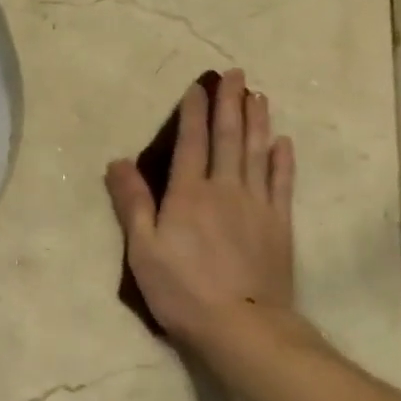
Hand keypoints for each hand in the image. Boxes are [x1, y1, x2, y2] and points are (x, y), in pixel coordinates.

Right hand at [106, 70, 296, 350]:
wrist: (241, 325)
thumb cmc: (182, 290)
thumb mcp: (143, 250)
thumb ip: (132, 204)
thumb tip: (117, 162)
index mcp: (188, 194)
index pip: (191, 142)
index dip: (194, 112)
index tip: (199, 86)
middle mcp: (225, 189)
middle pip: (229, 138)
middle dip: (231, 104)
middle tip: (236, 75)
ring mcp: (257, 205)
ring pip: (258, 153)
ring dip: (258, 121)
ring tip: (258, 96)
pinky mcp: (279, 225)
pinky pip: (282, 183)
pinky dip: (282, 160)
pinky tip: (282, 143)